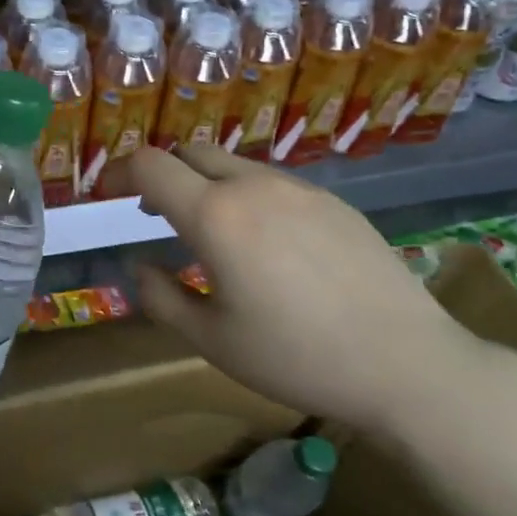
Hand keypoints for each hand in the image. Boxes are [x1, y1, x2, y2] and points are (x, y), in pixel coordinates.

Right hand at [110, 145, 490, 436]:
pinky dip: (247, 196)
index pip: (150, 165)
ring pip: (234, 164)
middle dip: (162, 173)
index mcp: (215, 215)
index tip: (107, 194)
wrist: (408, 364)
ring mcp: (300, 189)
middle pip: (191, 152)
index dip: (119, 172)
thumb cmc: (296, 357)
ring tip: (210, 231)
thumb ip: (161, 297)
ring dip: (205, 184)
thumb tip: (139, 267)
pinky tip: (265, 243)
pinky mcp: (334, 202)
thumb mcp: (211, 340)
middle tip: (153, 211)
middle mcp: (254, 186)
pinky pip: (273, 183)